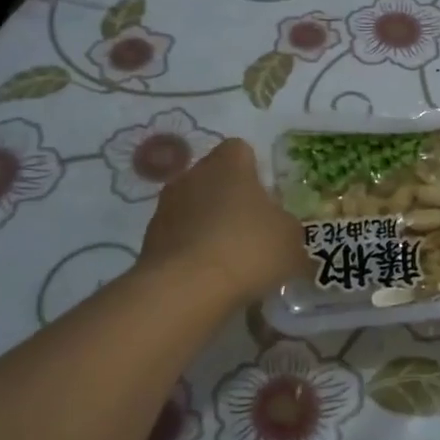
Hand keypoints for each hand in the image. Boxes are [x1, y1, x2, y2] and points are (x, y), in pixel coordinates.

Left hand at [139, 138, 304, 307]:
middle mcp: (193, 175)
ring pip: (194, 208)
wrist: (185, 289)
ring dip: (208, 225)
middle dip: (230, 199)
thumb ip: (287, 227)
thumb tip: (282, 230)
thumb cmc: (247, 249)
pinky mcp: (149, 241)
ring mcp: (165, 207)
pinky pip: (178, 238)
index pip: (240, 150)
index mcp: (228, 164)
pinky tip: (208, 277)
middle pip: (214, 178)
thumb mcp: (290, 239)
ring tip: (229, 259)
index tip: (266, 197)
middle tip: (251, 229)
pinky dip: (191, 251)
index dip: (254, 170)